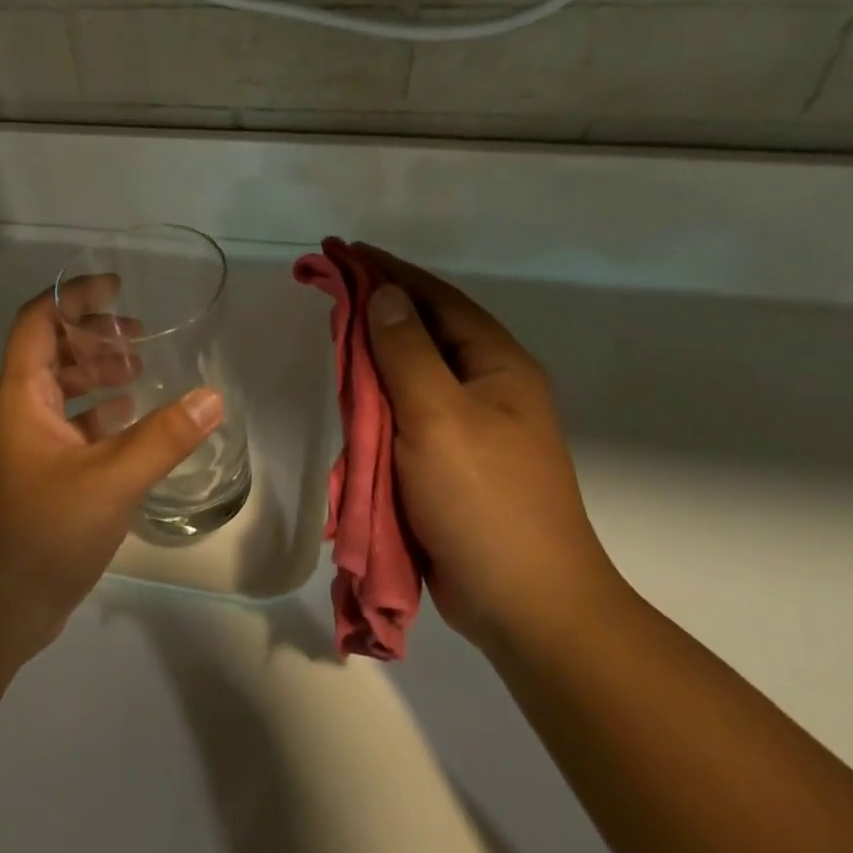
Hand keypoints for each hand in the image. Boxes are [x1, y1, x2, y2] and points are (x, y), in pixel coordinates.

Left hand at [0, 284, 224, 667]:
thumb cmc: (41, 532)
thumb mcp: (110, 481)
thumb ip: (163, 438)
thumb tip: (212, 397)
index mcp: (22, 398)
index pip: (37, 322)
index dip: (73, 296)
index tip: (117, 288)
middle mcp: (19, 415)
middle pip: (52, 354)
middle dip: (94, 337)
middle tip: (141, 336)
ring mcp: (27, 450)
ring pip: (62, 395)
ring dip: (98, 377)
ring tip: (143, 375)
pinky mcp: (39, 480)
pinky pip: (71, 431)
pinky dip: (100, 419)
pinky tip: (134, 428)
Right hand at [351, 243, 622, 647]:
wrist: (525, 603)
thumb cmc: (484, 500)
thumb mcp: (439, 417)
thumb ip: (406, 352)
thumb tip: (382, 295)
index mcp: (497, 366)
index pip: (435, 299)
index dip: (386, 271)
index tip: (341, 250)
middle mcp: (487, 387)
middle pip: (423, 331)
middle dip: (375, 306)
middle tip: (327, 287)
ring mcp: (470, 427)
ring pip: (412, 375)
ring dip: (374, 353)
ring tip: (334, 331)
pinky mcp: (450, 462)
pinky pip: (406, 415)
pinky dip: (377, 399)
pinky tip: (351, 393)